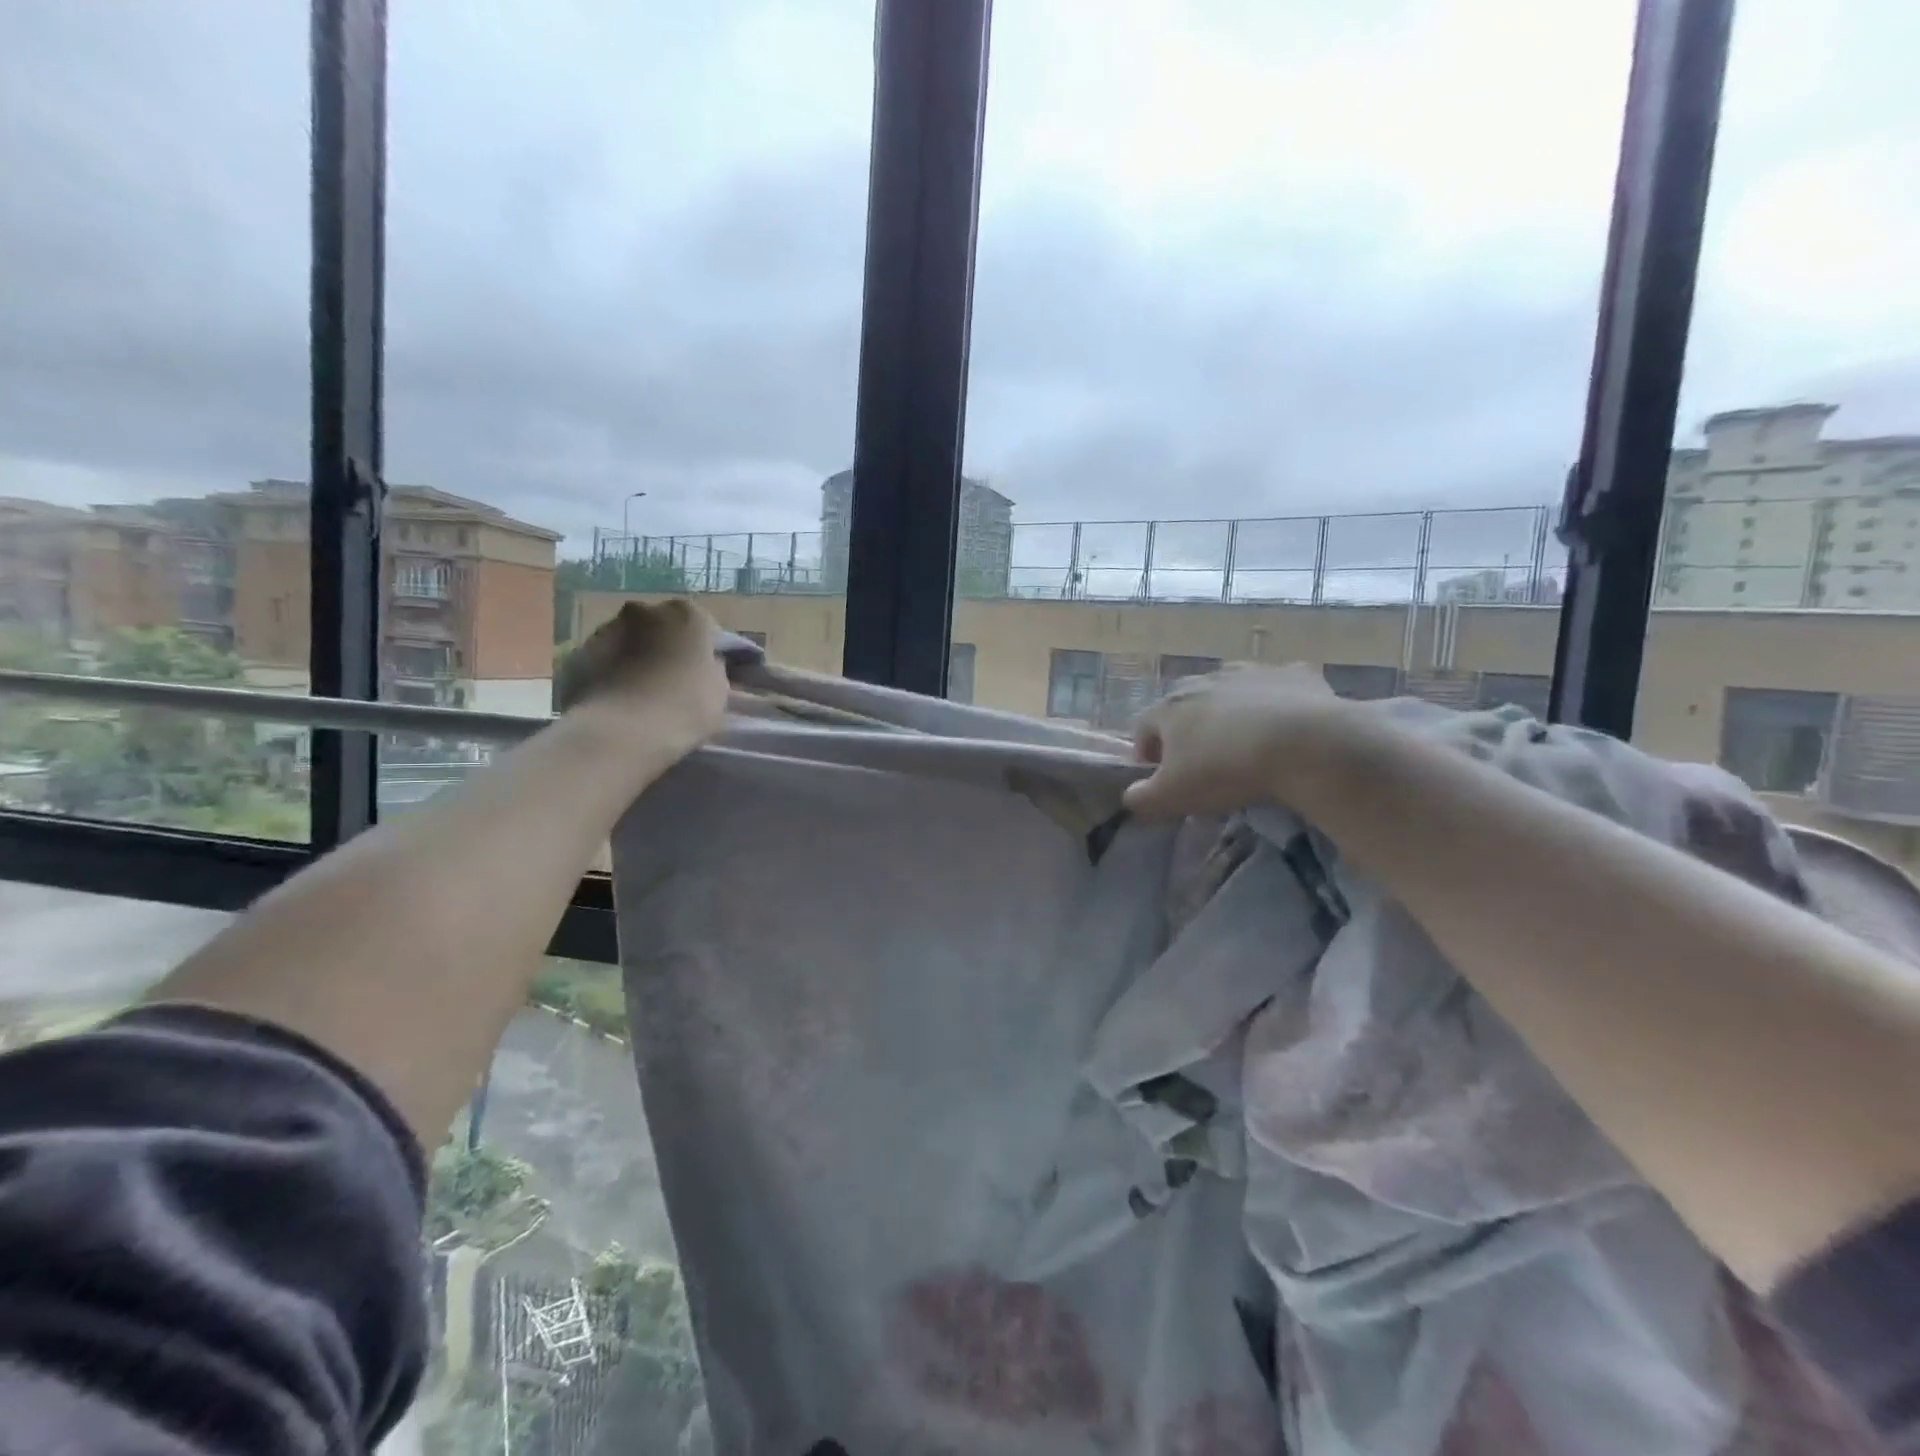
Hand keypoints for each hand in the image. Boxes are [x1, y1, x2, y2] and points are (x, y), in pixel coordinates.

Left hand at [555, 599, 730, 752]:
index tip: (705, 676)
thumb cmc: (683, 708)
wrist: (621, 733)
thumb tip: (703, 664)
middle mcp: (644, 610)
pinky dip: (612, 672)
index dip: (706, 652)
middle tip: (672, 682)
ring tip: (641, 694)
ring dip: (637, 658)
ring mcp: (606, 629)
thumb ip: (713, 668)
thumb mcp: (719, 690)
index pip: (705, 627)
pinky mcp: (577, 653)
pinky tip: (618, 700)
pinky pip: (604, 660)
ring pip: (630, 641)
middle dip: (667, 647)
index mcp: (686, 614)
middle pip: (662, 627)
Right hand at [1123, 662, 1353, 818]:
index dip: (1147, 755)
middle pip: (1186, 707)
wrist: (1306, 744)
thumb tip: (1130, 796)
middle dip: (1188, 732)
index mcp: (1169, 706)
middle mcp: (1205, 680)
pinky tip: (1288, 729)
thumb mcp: (1172, 796)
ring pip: (1231, 694)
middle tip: (1204, 764)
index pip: (1143, 729)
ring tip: (1247, 747)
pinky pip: (1279, 689)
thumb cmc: (1225, 769)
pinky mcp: (1294, 674)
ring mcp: (1251, 672)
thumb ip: (1141, 798)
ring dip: (1232, 716)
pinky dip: (1278, 705)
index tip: (1162, 779)